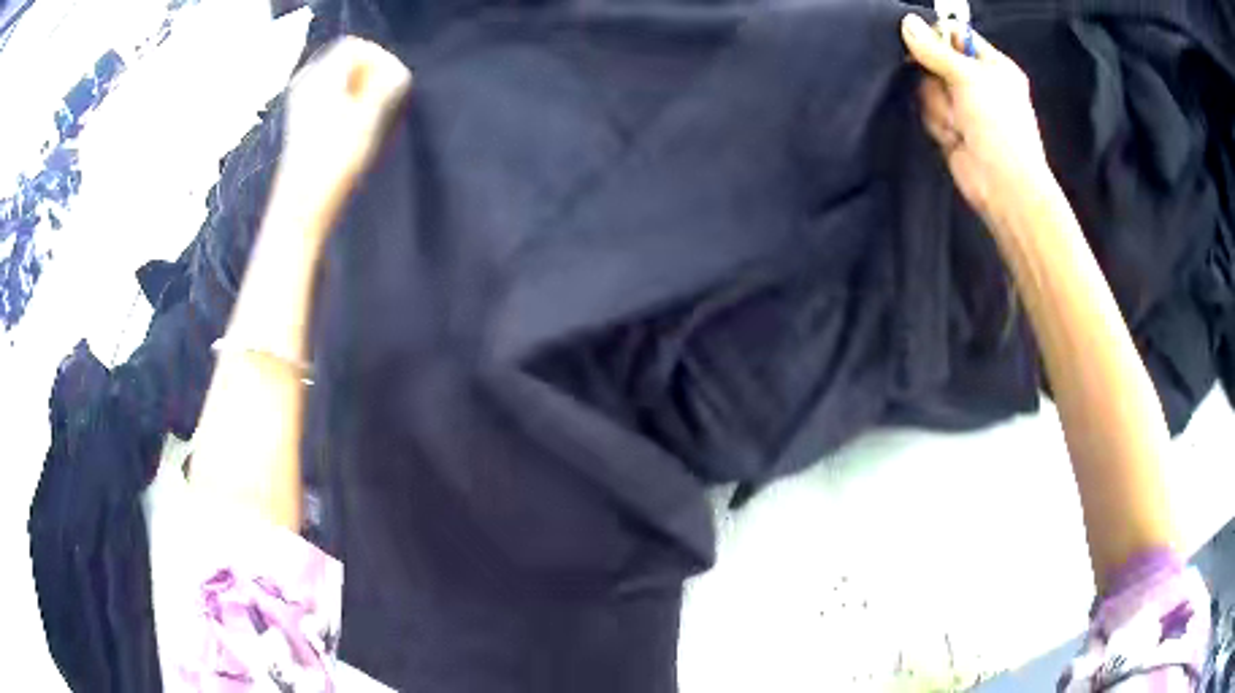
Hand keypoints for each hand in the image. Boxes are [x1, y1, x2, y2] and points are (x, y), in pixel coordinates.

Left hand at [276, 36, 412, 226]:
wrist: (300, 206)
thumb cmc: (332, 164)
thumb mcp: (366, 120)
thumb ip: (385, 87)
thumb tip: (398, 72)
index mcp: (320, 77)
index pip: (355, 46)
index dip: (380, 58)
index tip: (393, 83)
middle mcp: (306, 82)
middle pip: (345, 58)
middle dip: (370, 71)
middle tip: (385, 97)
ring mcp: (300, 101)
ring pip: (338, 76)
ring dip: (360, 86)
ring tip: (372, 111)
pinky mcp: (301, 119)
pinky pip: (329, 92)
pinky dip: (347, 98)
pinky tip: (354, 122)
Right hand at [901, 14, 1053, 224]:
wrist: (1003, 185)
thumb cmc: (1000, 127)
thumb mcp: (969, 77)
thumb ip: (935, 50)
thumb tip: (907, 23)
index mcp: (993, 65)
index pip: (955, 36)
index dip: (936, 38)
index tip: (921, 44)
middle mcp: (978, 83)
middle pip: (935, 62)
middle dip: (936, 79)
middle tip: (951, 93)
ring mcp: (964, 107)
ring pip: (929, 89)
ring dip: (938, 106)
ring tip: (958, 123)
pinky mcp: (951, 128)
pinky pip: (929, 112)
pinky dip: (937, 123)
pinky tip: (953, 136)